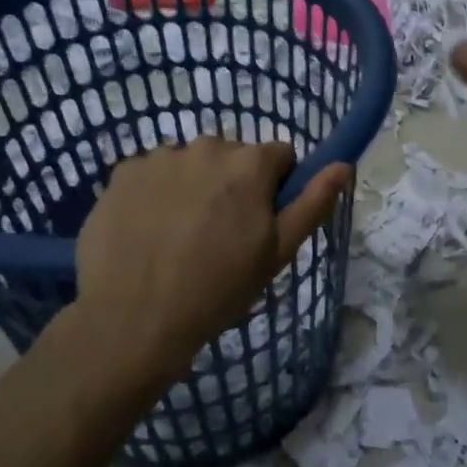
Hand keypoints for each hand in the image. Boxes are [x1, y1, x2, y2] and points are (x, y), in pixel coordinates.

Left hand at [68, 138, 350, 383]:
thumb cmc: (217, 289)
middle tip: (219, 235)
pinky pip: (152, 173)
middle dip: (233, 185)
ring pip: (191, 164)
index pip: (280, 156)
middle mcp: (206, 145)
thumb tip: (343, 165)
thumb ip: (313, 203)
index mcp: (249, 162)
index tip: (261, 223)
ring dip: (193, 186)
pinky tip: (147, 231)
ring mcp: (160, 156)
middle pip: (232, 157)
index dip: (276, 188)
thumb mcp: (277, 253)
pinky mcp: (123, 172)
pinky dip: (155, 193)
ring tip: (179, 236)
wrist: (133, 320)